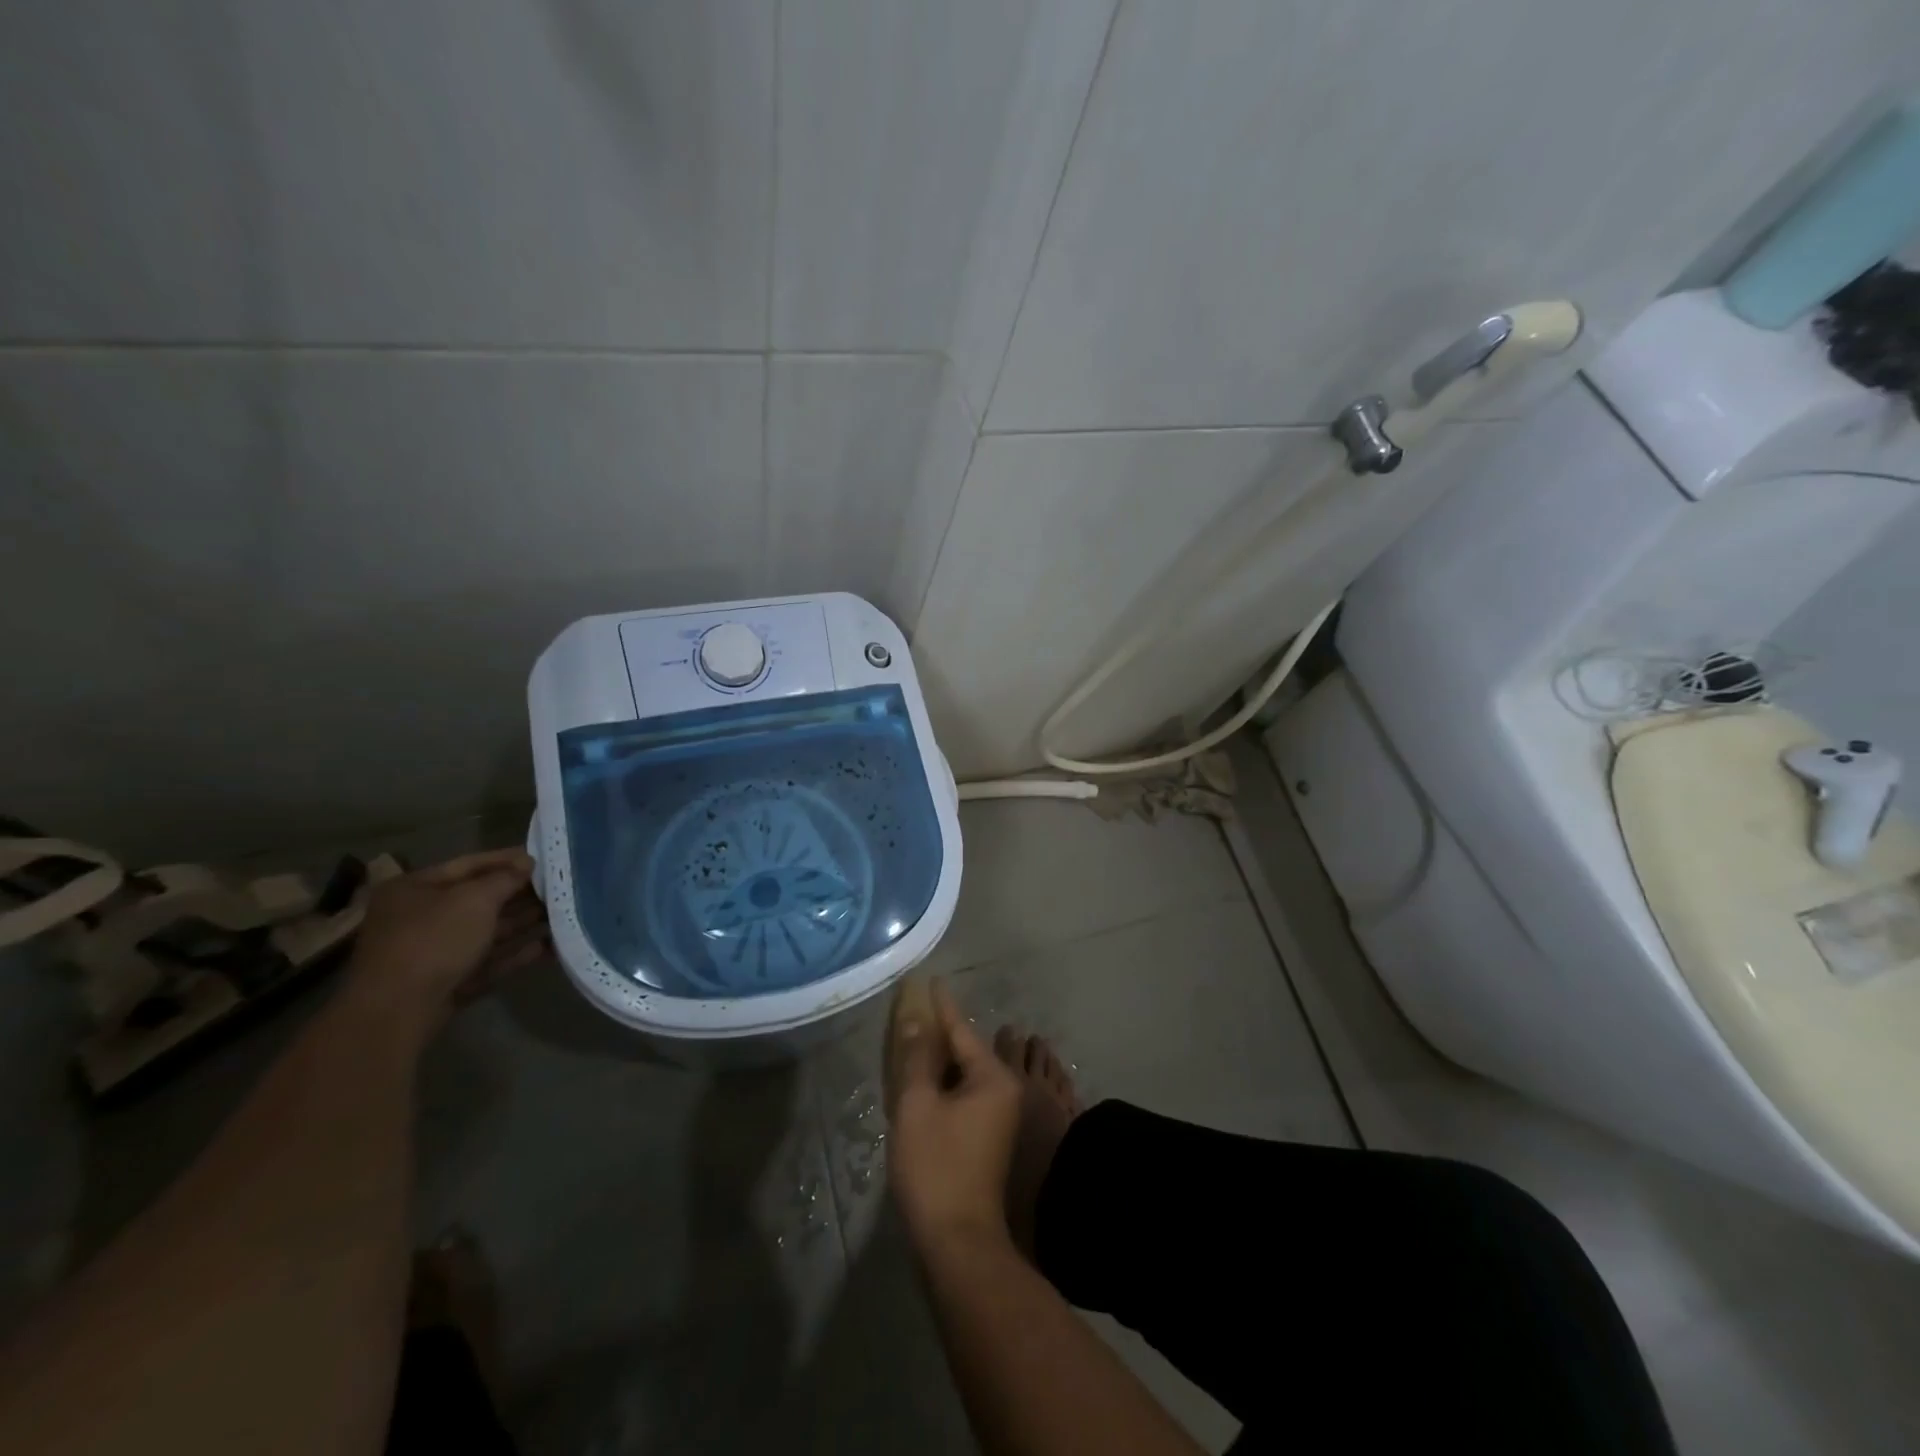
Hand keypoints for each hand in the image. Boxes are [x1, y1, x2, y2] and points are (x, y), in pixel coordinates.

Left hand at [343, 849, 548, 1033]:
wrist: (397, 1011)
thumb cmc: (433, 939)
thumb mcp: (475, 899)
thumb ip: (505, 878)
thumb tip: (527, 863)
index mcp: (415, 889)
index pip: (469, 864)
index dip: (507, 859)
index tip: (543, 857)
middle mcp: (421, 917)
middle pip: (480, 900)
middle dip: (520, 894)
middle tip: (560, 887)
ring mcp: (434, 953)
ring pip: (487, 932)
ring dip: (523, 923)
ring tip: (563, 914)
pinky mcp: (449, 982)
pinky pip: (488, 962)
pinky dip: (516, 953)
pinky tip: (549, 947)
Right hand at [886, 979, 1022, 1252]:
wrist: (957, 1243)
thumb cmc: (936, 1167)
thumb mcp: (918, 1105)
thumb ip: (918, 1057)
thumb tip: (919, 1018)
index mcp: (992, 1078)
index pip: (961, 1030)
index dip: (942, 1005)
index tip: (931, 979)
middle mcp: (1002, 1091)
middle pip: (964, 1051)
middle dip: (938, 1033)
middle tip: (912, 1011)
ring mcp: (997, 1118)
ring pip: (962, 1076)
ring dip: (938, 1061)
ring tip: (913, 1041)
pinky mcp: (986, 1139)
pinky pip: (963, 1096)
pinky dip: (942, 1085)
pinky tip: (921, 1083)